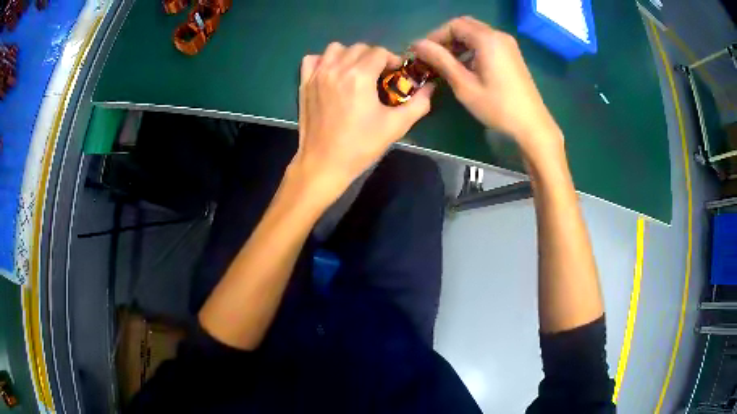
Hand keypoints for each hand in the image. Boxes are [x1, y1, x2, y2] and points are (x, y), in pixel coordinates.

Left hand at [291, 42, 434, 202]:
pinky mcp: (304, 83)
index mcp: (359, 76)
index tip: (396, 75)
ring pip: (335, 49)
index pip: (380, 52)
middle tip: (379, 76)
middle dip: (373, 57)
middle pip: (359, 48)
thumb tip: (430, 87)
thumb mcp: (396, 126)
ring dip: (349, 55)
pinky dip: (323, 61)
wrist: (324, 163)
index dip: (392, 60)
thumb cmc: (361, 145)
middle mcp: (337, 68)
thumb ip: (418, 104)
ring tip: (355, 73)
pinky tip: (331, 74)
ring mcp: (317, 74)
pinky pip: (312, 59)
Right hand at [412, 17, 563, 158]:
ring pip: (476, 33)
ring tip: (447, 63)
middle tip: (434, 57)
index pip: (454, 25)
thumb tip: (417, 45)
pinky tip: (466, 66)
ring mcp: (508, 44)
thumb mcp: (464, 84)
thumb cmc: (497, 106)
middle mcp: (498, 35)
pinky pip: (487, 42)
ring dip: (459, 43)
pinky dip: (472, 48)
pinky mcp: (512, 54)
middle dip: (446, 38)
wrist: (532, 124)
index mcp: (487, 39)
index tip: (424, 53)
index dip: (435, 36)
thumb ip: (440, 60)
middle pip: (465, 25)